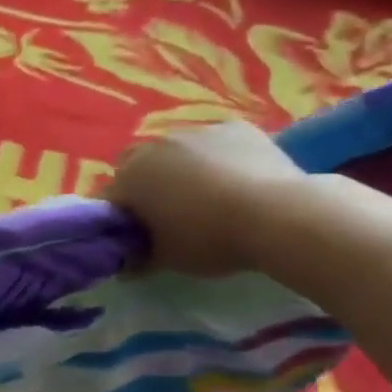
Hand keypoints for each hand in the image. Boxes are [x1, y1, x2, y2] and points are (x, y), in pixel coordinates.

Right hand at [107, 122, 309, 277]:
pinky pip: (215, 143)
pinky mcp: (234, 127)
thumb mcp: (168, 259)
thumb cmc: (211, 239)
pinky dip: (219, 157)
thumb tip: (125, 264)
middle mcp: (154, 146)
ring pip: (177, 151)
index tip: (137, 235)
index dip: (121, 217)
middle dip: (146, 184)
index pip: (110, 197)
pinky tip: (238, 179)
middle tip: (169, 213)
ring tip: (209, 196)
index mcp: (130, 177)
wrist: (280, 215)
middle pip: (138, 165)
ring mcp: (196, 131)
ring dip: (181, 168)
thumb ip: (139, 258)